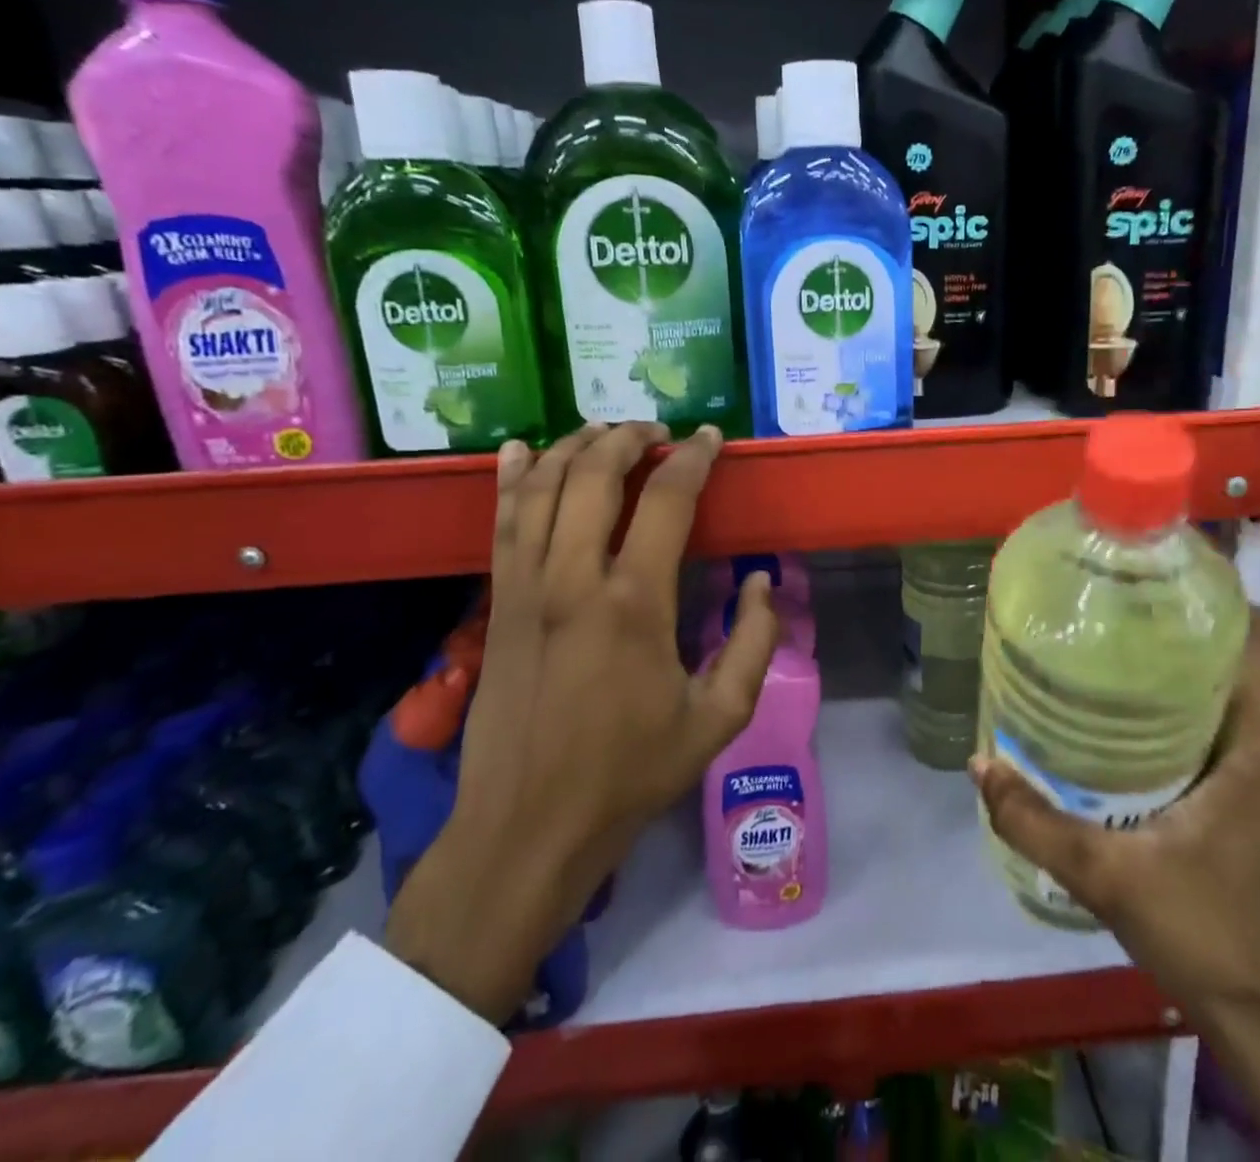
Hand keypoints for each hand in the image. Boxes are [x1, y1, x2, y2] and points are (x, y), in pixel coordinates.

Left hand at [385, 423, 778, 1022]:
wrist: (527, 828)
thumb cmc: (630, 773)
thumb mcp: (720, 718)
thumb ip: (755, 642)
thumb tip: (763, 580)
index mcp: (635, 602)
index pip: (667, 499)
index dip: (694, 458)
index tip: (712, 440)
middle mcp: (574, 578)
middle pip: (594, 474)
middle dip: (630, 438)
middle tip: (658, 432)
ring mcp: (525, 587)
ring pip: (542, 487)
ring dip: (574, 447)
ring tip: (605, 432)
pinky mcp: (496, 603)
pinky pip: (501, 523)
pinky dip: (512, 479)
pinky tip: (518, 451)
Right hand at [972, 608, 1259, 1161]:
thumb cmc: (1203, 933)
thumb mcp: (1107, 874)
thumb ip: (1036, 818)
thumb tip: (977, 761)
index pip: (1255, 635)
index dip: (1213, 592)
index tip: (1153, 570)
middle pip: (1245, 651)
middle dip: (1189, 617)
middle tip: (1120, 598)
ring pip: (1242, 685)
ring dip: (1195, 656)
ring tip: (1125, 634)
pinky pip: (1240, 717)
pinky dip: (1201, 694)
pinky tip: (1144, 702)